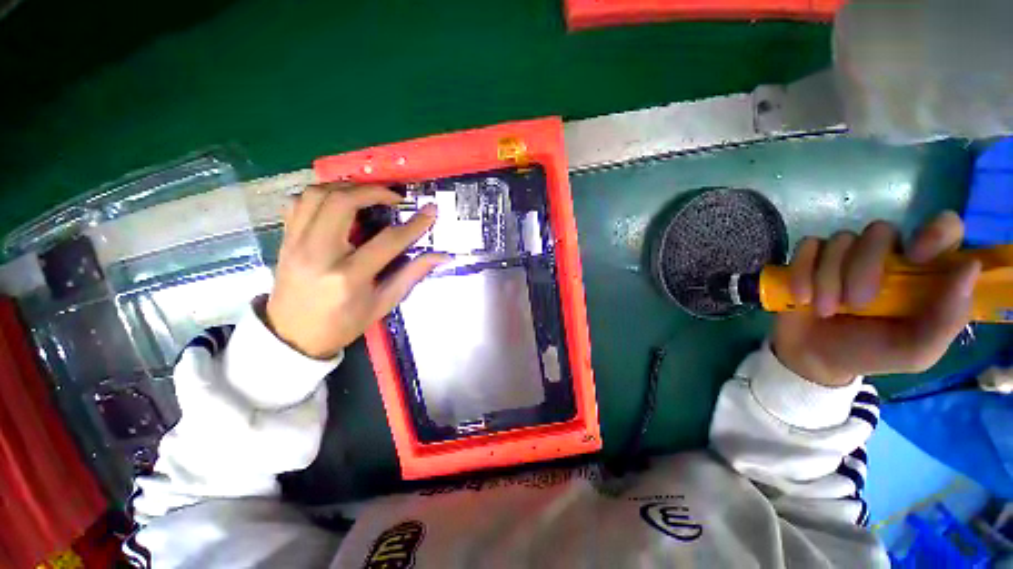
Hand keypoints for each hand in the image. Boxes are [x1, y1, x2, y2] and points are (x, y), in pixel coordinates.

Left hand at [264, 183, 448, 358]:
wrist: (293, 336)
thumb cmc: (344, 323)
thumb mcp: (384, 303)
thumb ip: (412, 274)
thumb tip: (441, 256)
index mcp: (349, 277)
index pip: (388, 241)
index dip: (414, 224)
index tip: (431, 211)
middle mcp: (318, 254)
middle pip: (343, 203)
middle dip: (374, 192)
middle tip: (394, 198)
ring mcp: (296, 243)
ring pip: (318, 195)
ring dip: (347, 187)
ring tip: (369, 195)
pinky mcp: (285, 239)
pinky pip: (299, 202)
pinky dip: (322, 194)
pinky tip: (339, 202)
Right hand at [773, 211, 980, 386]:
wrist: (814, 358)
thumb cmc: (871, 354)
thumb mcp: (916, 351)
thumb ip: (946, 319)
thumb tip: (968, 267)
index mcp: (922, 272)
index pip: (943, 228)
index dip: (934, 232)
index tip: (916, 256)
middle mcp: (887, 255)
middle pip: (880, 231)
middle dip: (864, 267)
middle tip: (857, 304)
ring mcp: (845, 254)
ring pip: (840, 240)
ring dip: (828, 278)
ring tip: (824, 310)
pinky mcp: (809, 258)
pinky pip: (807, 248)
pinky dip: (801, 273)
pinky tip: (802, 298)